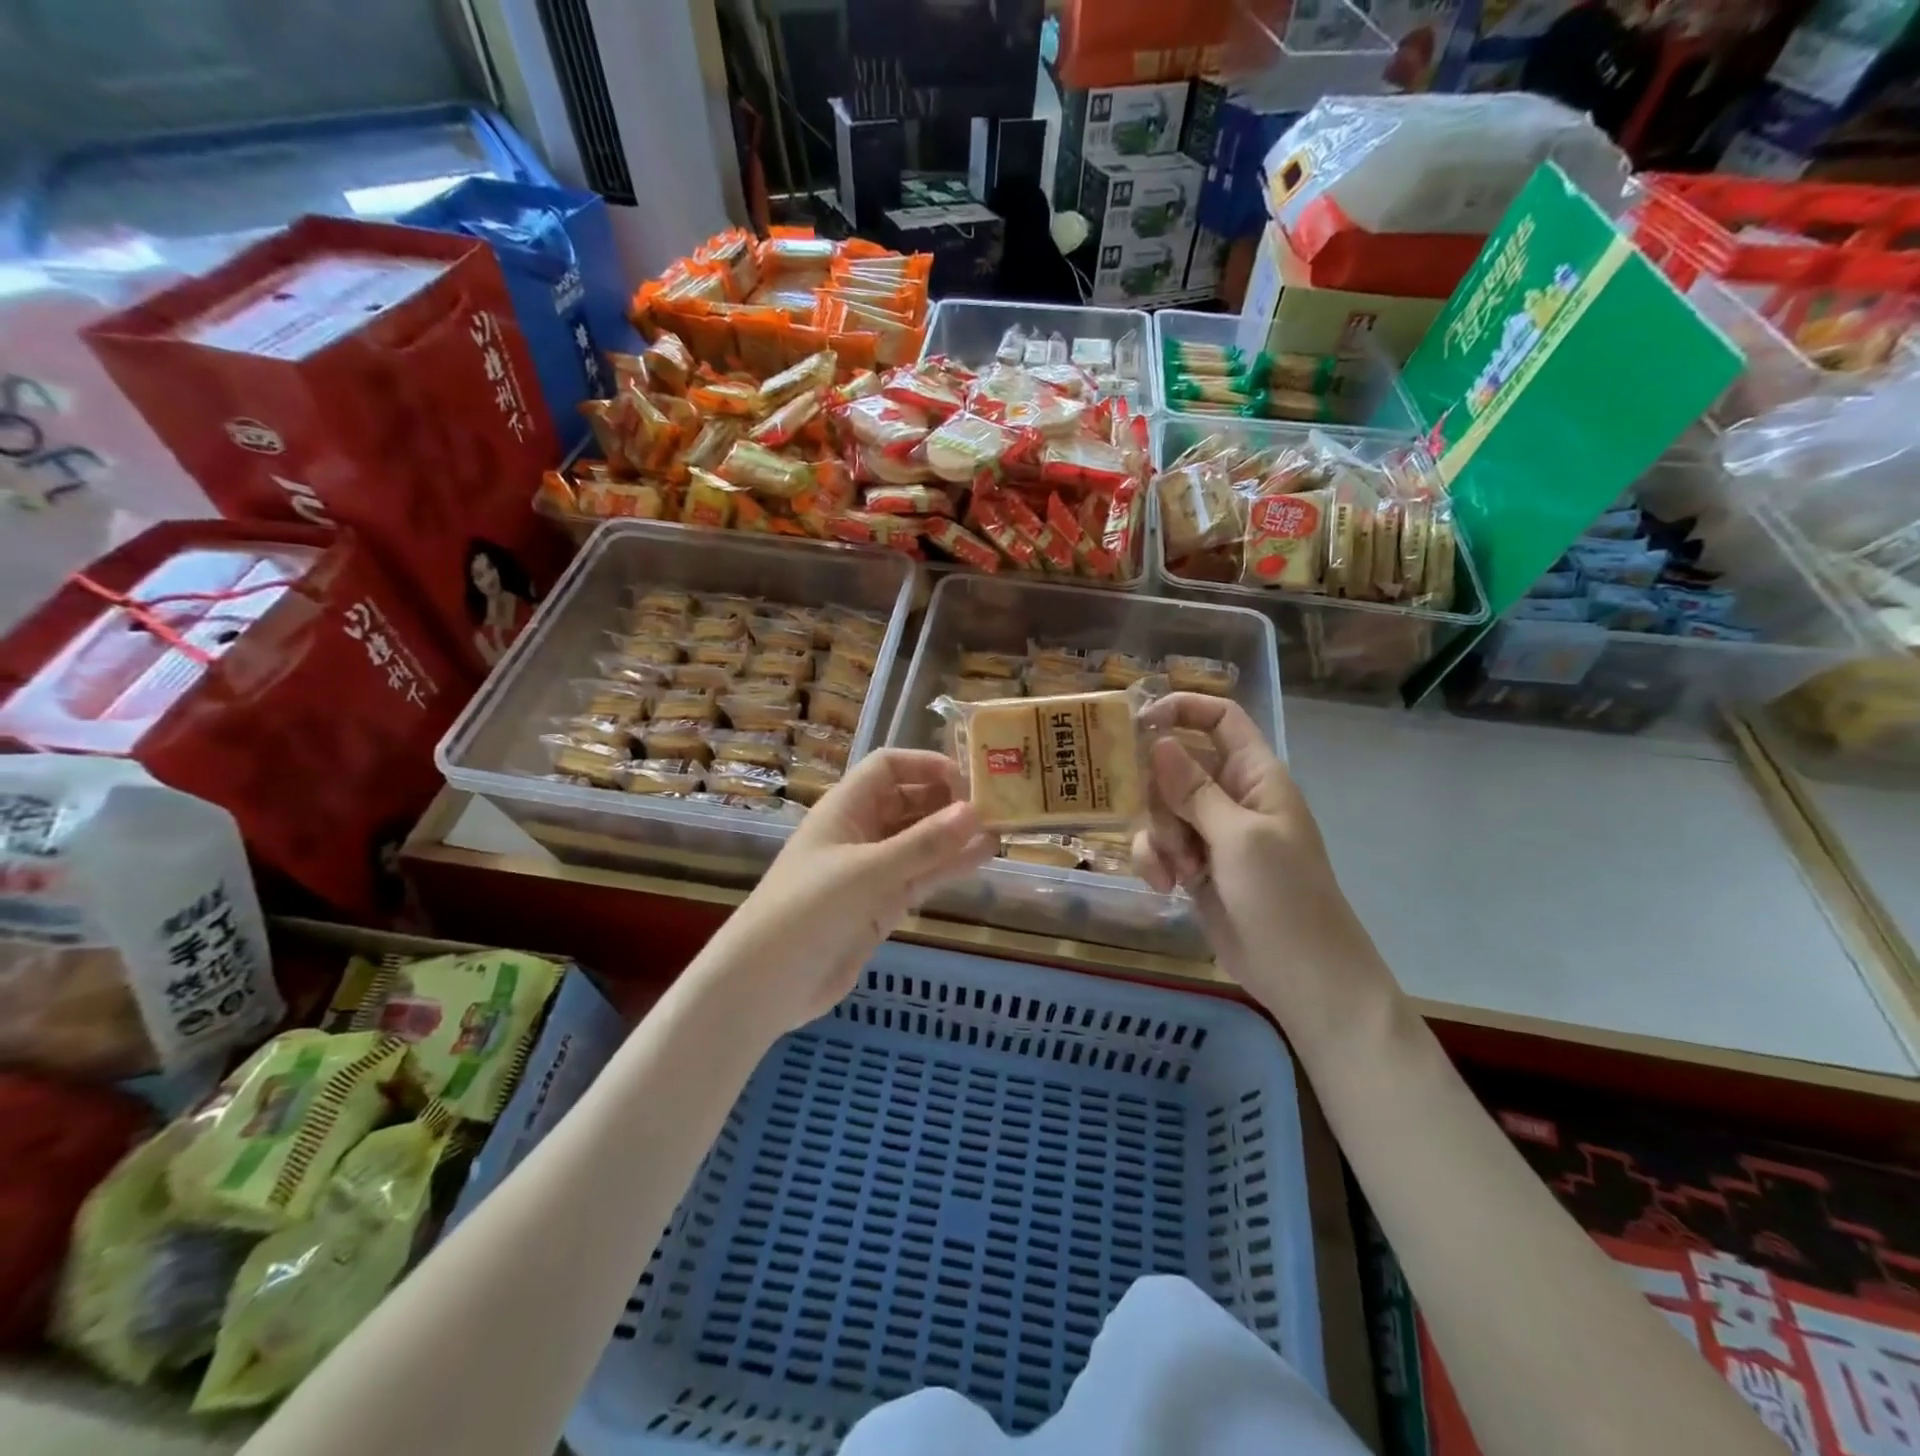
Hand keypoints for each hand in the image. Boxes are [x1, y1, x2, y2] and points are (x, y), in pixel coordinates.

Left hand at [707, 749, 996, 1035]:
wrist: (767, 984)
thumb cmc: (808, 911)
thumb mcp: (867, 872)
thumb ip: (923, 844)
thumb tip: (976, 810)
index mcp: (845, 808)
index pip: (888, 767)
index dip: (926, 765)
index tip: (968, 779)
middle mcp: (860, 832)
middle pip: (909, 801)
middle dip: (948, 800)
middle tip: (996, 804)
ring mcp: (873, 870)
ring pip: (921, 841)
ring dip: (955, 834)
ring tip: (1001, 828)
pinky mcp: (882, 905)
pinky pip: (922, 875)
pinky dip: (949, 865)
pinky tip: (983, 857)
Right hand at [1131, 694, 1390, 1032]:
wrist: (1303, 977)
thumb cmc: (1284, 898)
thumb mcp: (1239, 838)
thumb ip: (1194, 790)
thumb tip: (1158, 741)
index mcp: (1255, 776)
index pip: (1220, 719)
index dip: (1183, 709)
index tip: (1138, 721)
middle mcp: (1230, 796)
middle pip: (1175, 766)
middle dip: (1158, 794)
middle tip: (1161, 823)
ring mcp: (1211, 833)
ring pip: (1160, 809)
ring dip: (1159, 837)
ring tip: (1177, 870)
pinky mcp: (1195, 866)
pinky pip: (1160, 846)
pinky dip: (1157, 862)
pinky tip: (1167, 887)